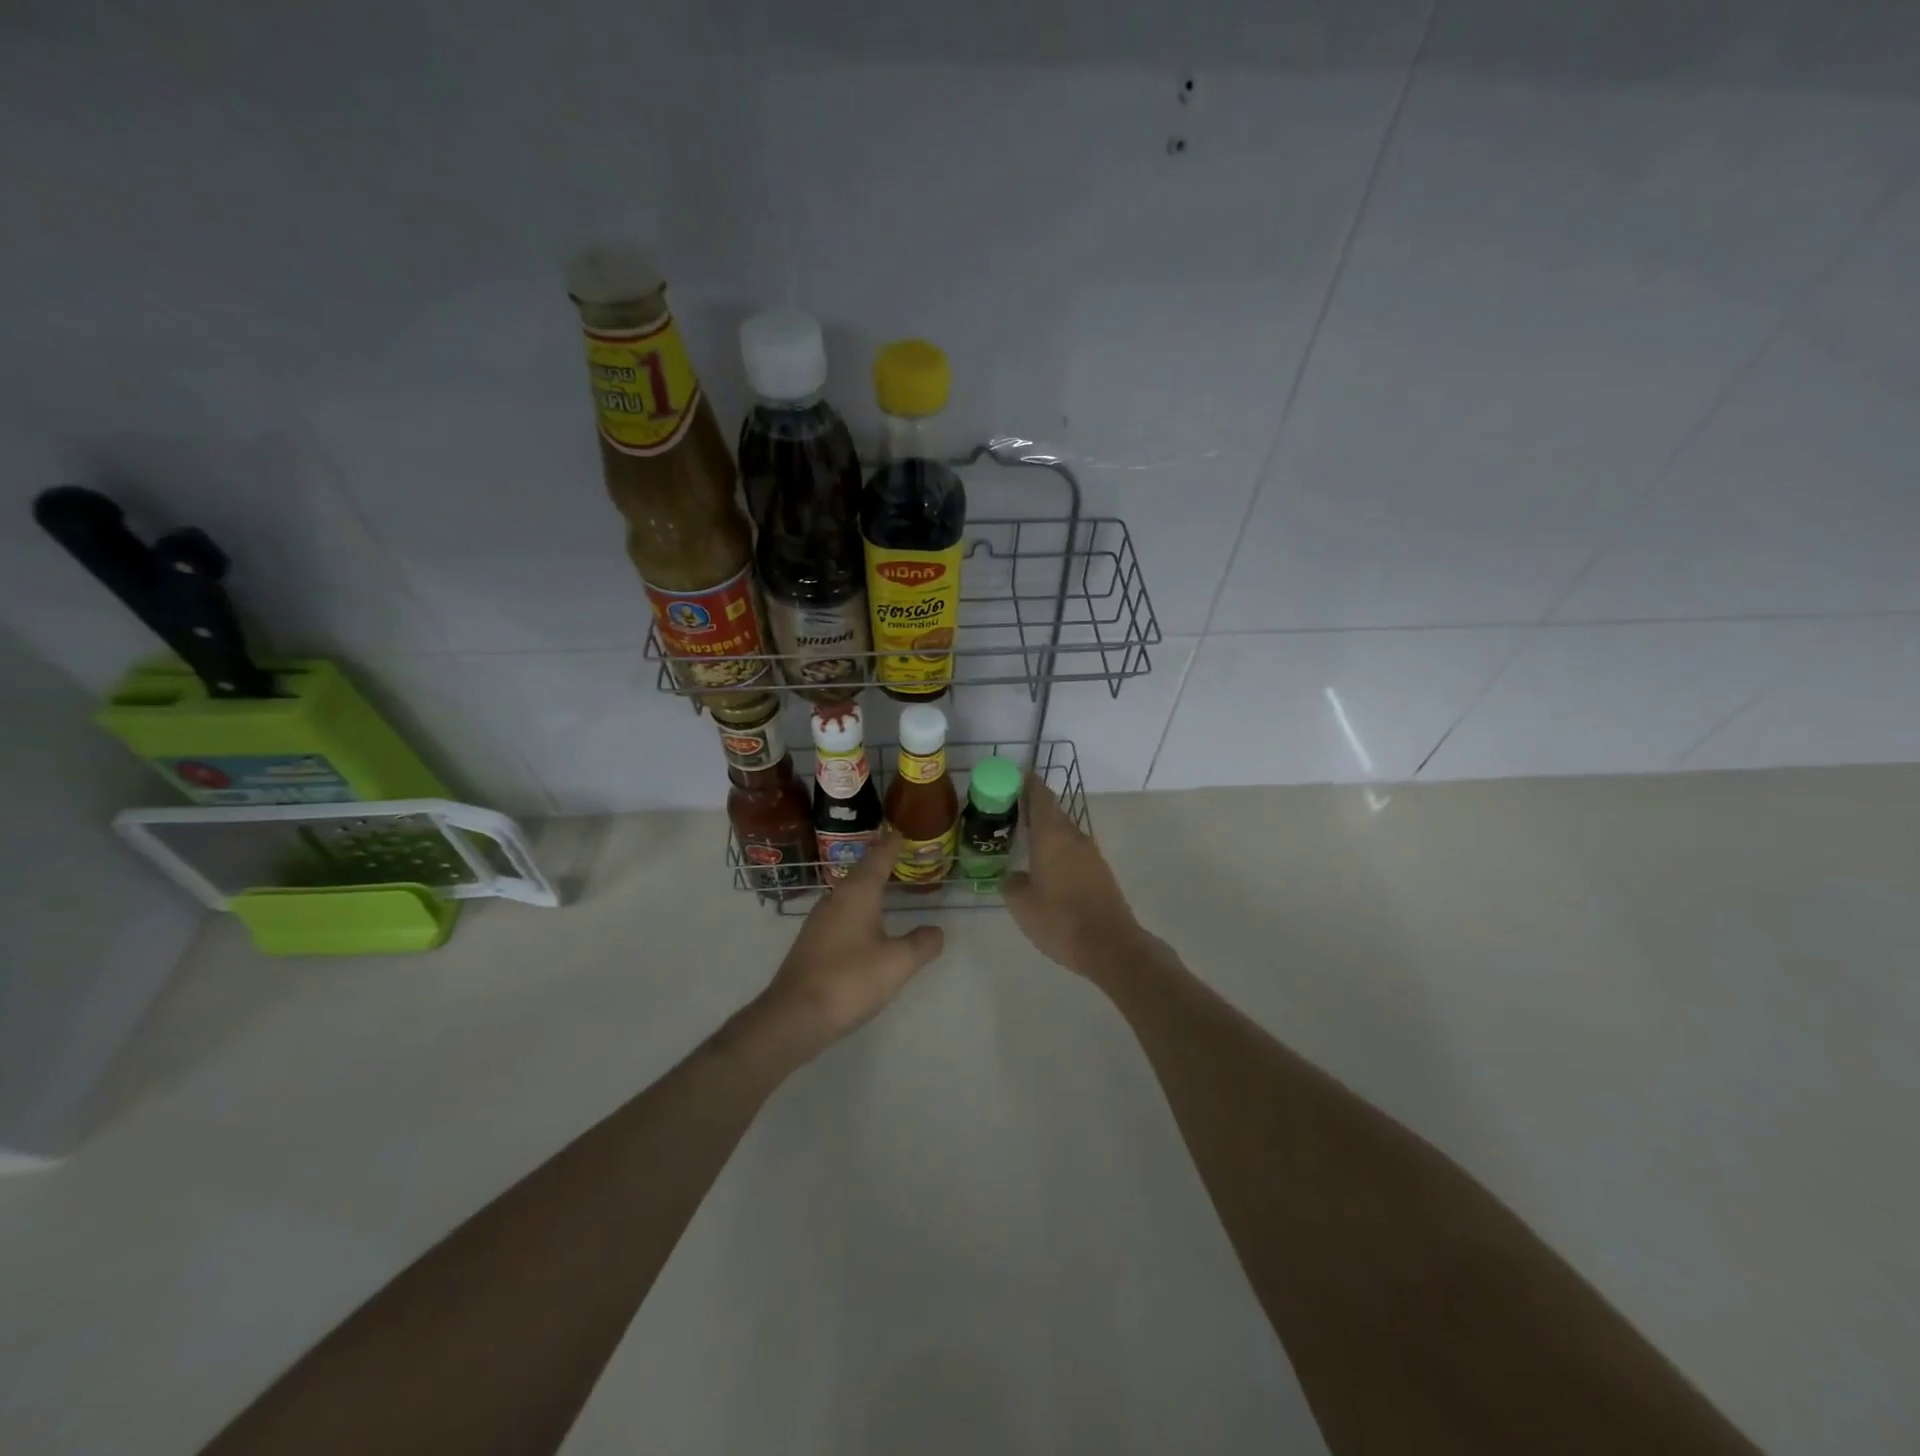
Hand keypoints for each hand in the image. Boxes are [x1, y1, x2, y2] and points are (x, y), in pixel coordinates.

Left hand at [758, 831, 944, 1052]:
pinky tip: (863, 926)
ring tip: (884, 887)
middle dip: (878, 864)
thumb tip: (936, 931)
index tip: (901, 831)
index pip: (878, 858)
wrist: (795, 1015)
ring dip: (865, 888)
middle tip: (897, 856)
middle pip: (859, 873)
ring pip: (847, 894)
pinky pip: (839, 915)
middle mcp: (834, 899)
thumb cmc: (850, 979)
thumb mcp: (898, 963)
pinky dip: (856, 911)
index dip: (891, 845)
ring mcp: (818, 922)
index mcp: (857, 893)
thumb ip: (921, 944)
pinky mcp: (811, 943)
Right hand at [1004, 775, 1141, 980]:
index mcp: (1052, 836)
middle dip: (1033, 807)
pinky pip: (1074, 850)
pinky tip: (1046, 867)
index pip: (1040, 797)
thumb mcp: (1022, 904)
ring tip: (1024, 839)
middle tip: (1010, 811)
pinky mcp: (1100, 872)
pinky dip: (1058, 850)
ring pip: (1064, 832)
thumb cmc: (1060, 920)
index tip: (1016, 775)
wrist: (1111, 946)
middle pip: (1053, 812)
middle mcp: (1073, 836)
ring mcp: (1091, 854)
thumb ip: (1012, 883)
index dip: (1028, 783)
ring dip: (1046, 831)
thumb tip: (1014, 877)